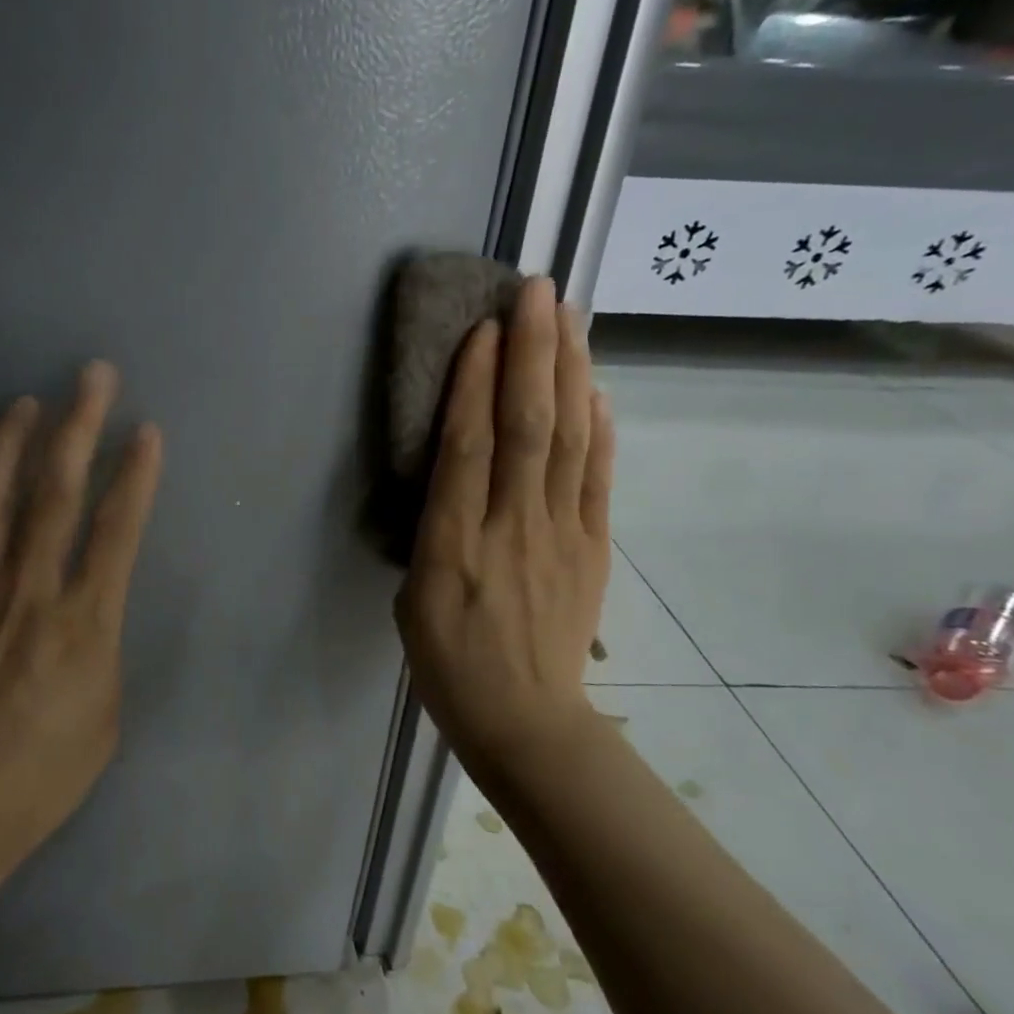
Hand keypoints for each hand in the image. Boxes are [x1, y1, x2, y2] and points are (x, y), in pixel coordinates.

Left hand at [0, 361, 162, 886]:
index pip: (117, 529)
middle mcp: (29, 590)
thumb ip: (102, 644)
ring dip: (7, 447)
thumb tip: (90, 607)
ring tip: (21, 405)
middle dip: (78, 428)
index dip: (136, 475)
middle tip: (91, 375)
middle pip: (56, 494)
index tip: (147, 429)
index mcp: (84, 619)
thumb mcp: (107, 711)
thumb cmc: (46, 772)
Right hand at [395, 278, 613, 767]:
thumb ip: (433, 530)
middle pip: (528, 428)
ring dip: (570, 373)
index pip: (468, 448)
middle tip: (537, 292)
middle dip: (533, 354)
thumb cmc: (450, 663)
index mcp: (454, 546)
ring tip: (571, 318)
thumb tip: (455, 471)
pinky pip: (599, 478)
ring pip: (570, 441)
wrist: (525, 721)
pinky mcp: (595, 547)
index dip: (476, 384)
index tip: (484, 329)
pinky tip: (597, 388)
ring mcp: (562, 536)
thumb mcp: (413, 599)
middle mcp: (512, 529)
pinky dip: (601, 428)